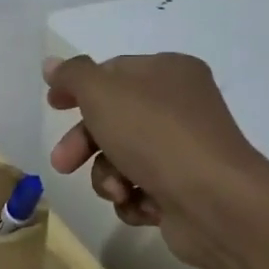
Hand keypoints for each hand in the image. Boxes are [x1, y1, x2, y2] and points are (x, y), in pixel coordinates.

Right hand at [44, 52, 268, 268]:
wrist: (216, 203)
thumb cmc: (155, 135)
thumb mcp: (102, 93)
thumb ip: (73, 75)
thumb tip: (51, 64)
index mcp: (168, 72)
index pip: (112, 72)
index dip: (78, 88)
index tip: (53, 106)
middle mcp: (180, 106)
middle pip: (113, 119)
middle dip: (84, 144)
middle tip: (63, 163)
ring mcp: (184, 150)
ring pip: (121, 158)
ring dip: (107, 176)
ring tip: (117, 189)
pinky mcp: (185, 189)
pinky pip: (140, 189)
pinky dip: (132, 198)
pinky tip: (140, 204)